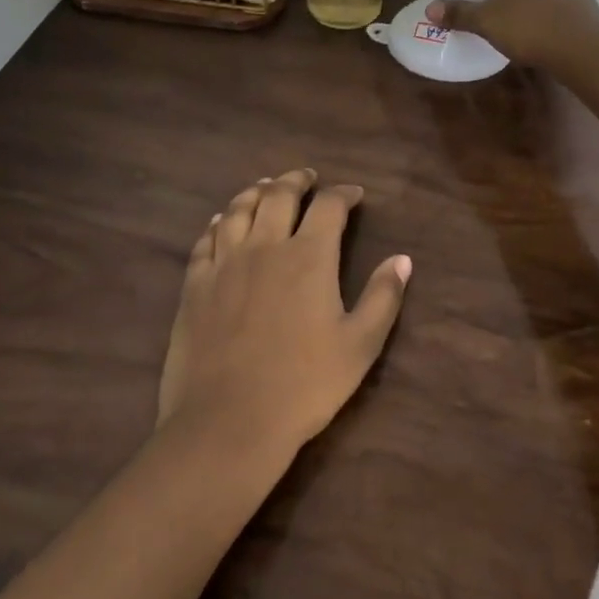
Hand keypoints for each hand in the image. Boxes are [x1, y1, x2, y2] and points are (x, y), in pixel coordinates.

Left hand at [157, 169, 410, 459]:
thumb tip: (403, 259)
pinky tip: (222, 222)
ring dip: (256, 192)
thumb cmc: (304, 385)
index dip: (343, 194)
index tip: (354, 195)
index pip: (328, 206)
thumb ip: (383, 297)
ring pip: (239, 209)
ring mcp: (225, 263)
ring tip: (265, 187)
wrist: (228, 421)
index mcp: (309, 256)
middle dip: (296, 180)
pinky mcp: (195, 285)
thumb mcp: (360, 346)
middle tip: (306, 177)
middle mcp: (265, 246)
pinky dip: (219, 222)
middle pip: (278, 195)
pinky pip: (206, 240)